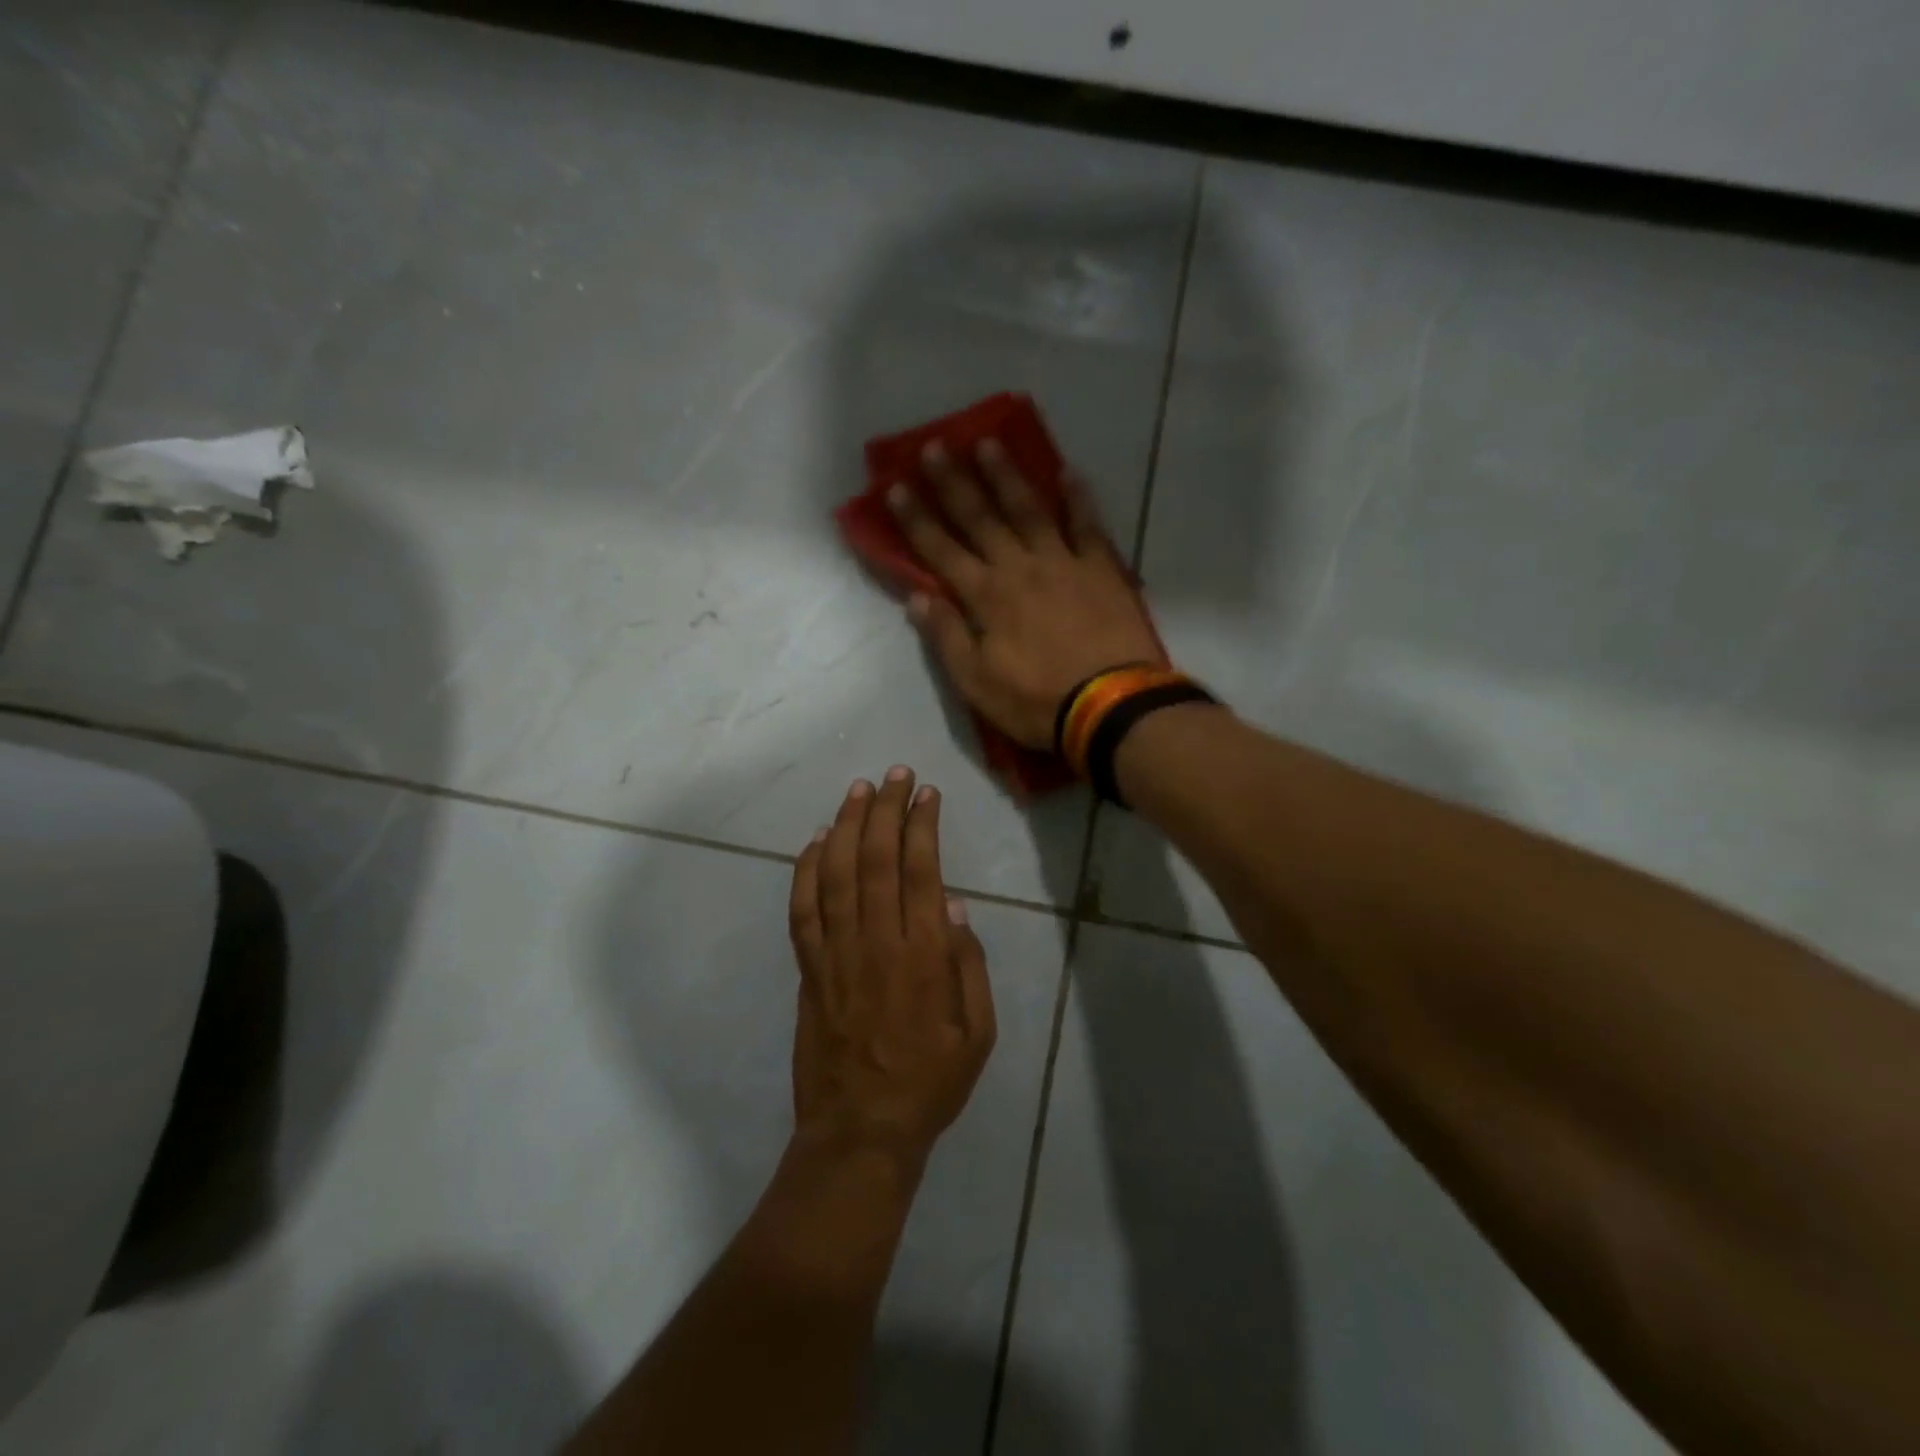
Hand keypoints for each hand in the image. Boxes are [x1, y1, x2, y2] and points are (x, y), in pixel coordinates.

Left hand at [787, 767, 995, 1167]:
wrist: (861, 1131)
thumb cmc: (930, 1083)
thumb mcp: (977, 1035)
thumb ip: (970, 968)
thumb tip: (956, 908)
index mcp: (923, 956)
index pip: (921, 871)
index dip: (922, 825)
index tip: (926, 794)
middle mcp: (877, 943)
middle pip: (876, 859)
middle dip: (885, 809)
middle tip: (895, 775)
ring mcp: (836, 955)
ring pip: (834, 875)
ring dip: (844, 826)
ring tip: (857, 791)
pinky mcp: (808, 970)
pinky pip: (802, 911)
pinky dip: (804, 872)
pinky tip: (813, 842)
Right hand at [888, 439, 1163, 748]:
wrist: (1110, 706)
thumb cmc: (1036, 701)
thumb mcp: (977, 683)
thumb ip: (946, 637)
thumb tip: (916, 598)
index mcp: (985, 597)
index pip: (940, 550)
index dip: (916, 519)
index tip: (895, 486)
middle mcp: (1018, 568)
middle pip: (980, 518)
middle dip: (953, 482)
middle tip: (935, 446)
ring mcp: (1062, 563)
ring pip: (1028, 509)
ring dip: (1005, 476)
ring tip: (988, 443)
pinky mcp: (1100, 569)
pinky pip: (1087, 525)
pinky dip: (1077, 498)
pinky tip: (1068, 472)